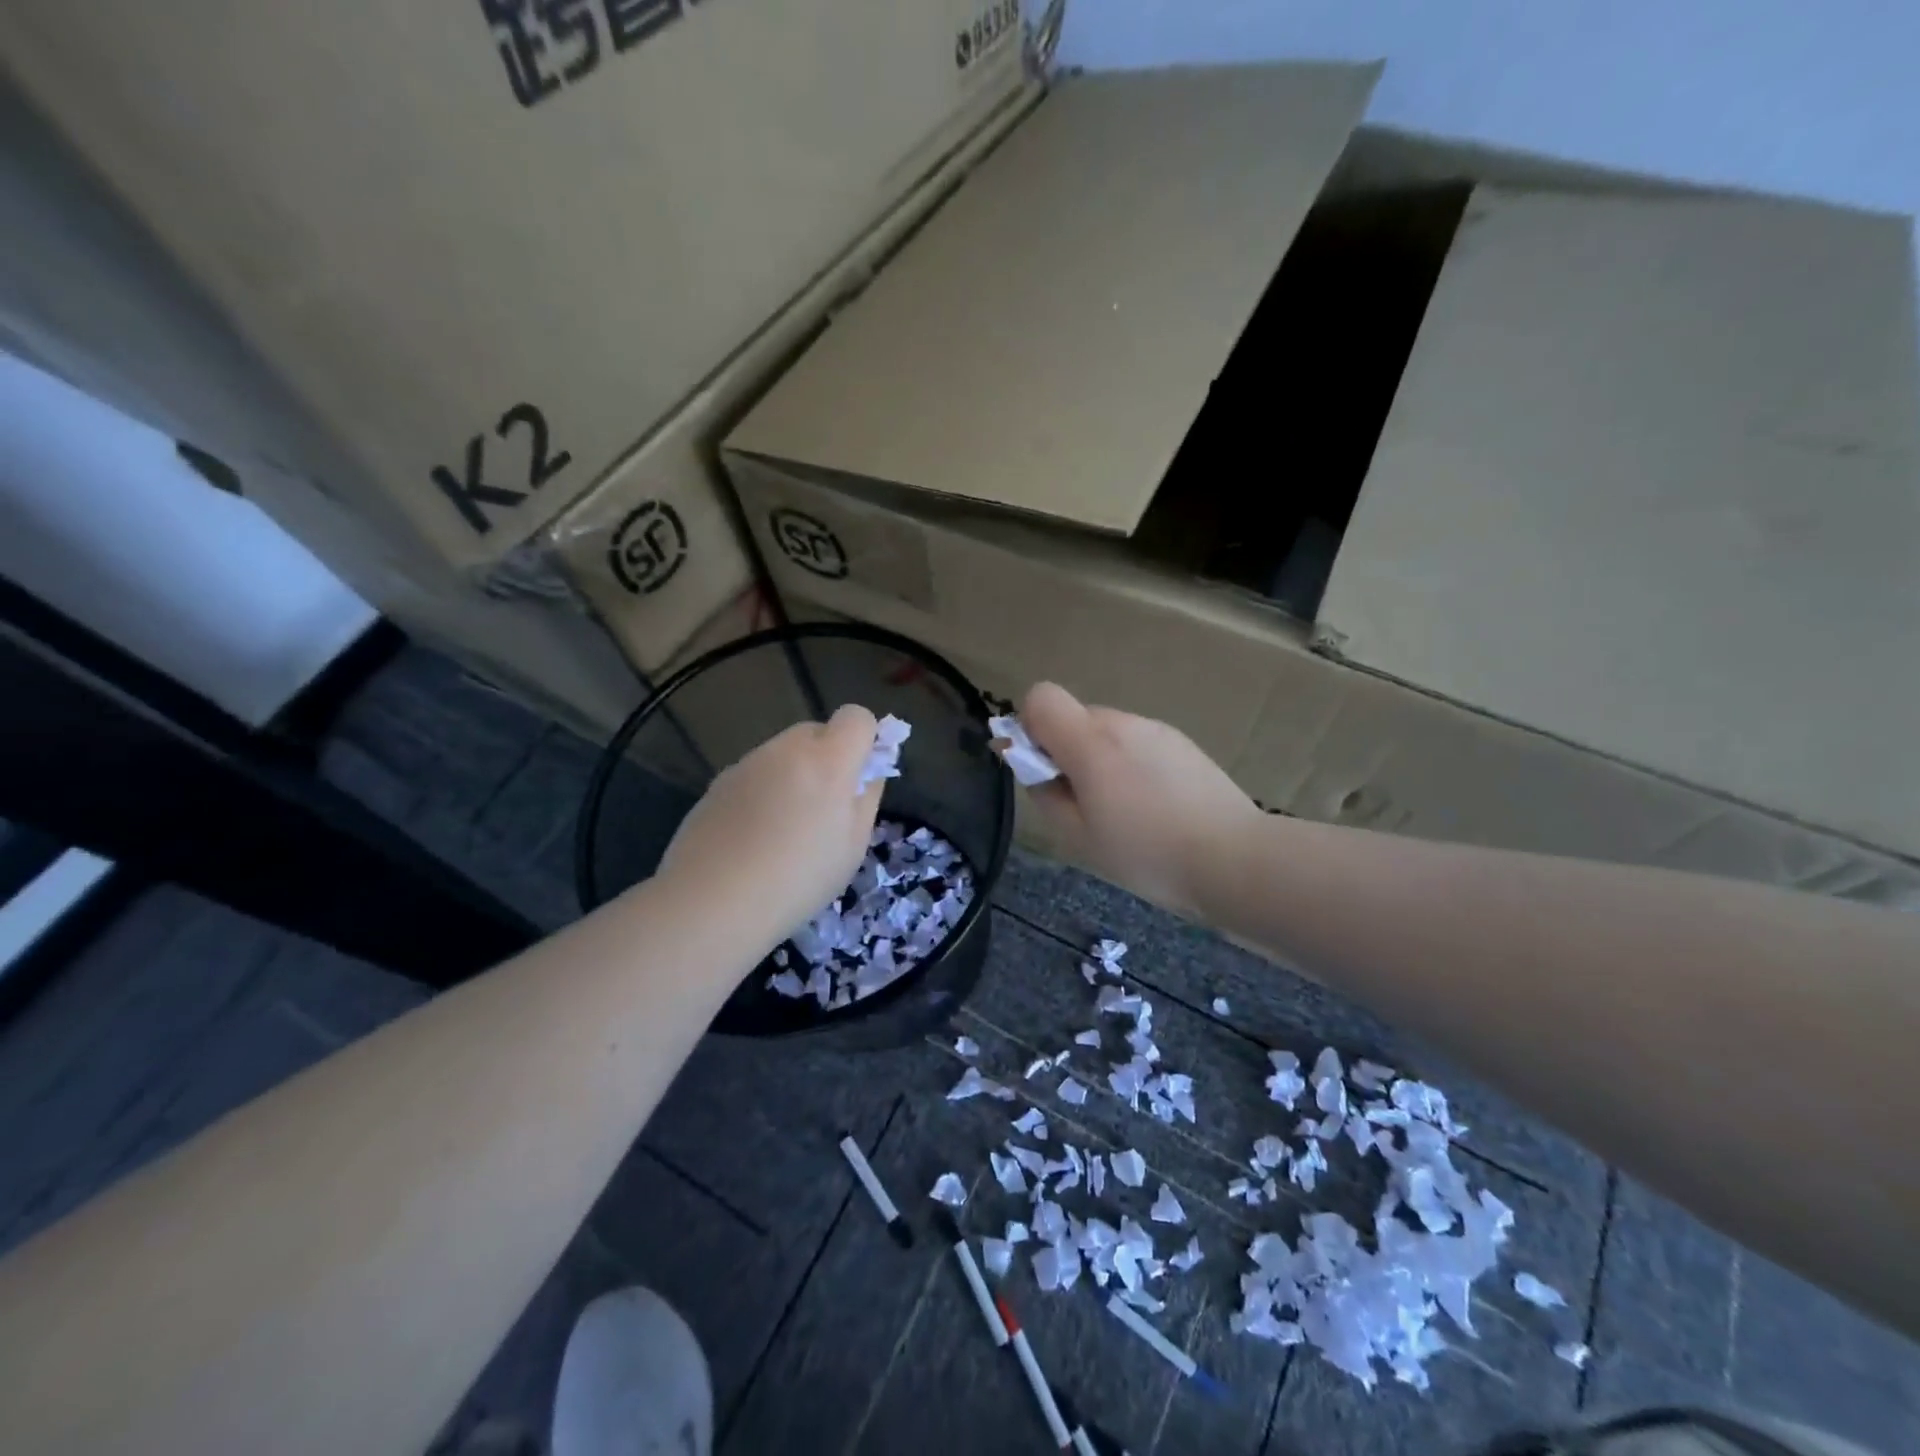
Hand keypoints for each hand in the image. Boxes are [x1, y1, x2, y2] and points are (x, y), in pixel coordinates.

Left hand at [659, 704, 882, 948]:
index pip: (856, 717)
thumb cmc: (799, 879)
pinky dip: (762, 794)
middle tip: (823, 809)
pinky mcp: (717, 783)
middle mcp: (785, 750)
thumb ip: (866, 796)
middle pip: (816, 732)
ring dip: (793, 776)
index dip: (865, 739)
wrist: (713, 902)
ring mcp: (746, 763)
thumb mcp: (853, 846)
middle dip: (827, 758)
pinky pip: (754, 776)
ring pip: (782, 755)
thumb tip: (869, 770)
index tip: (860, 776)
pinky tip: (751, 838)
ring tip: (783, 831)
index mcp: (827, 760)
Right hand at [1020, 682, 1259, 918]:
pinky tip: (1155, 807)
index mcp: (1091, 742)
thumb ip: (1045, 792)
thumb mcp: (1078, 835)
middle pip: (1075, 717)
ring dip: (1100, 760)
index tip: (1042, 769)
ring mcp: (1157, 730)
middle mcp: (1123, 722)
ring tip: (1125, 812)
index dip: (1029, 727)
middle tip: (1083, 805)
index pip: (1041, 697)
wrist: (1235, 858)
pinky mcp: (1183, 744)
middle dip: (1066, 751)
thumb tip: (1031, 765)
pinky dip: (1131, 766)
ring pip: (1108, 732)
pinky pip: (1138, 743)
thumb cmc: (1147, 853)